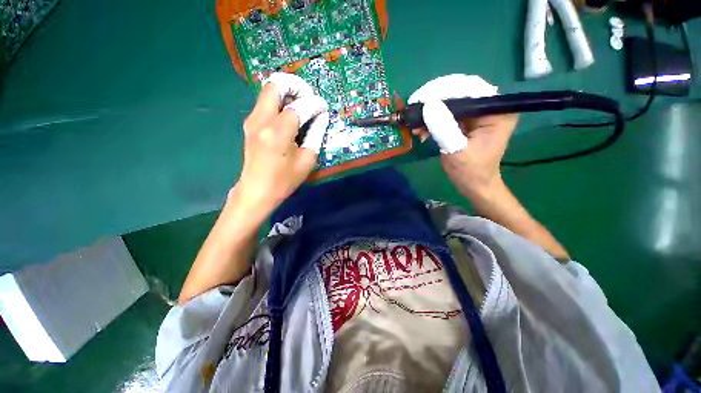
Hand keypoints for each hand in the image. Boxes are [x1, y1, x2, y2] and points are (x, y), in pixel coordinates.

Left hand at [232, 72, 328, 217]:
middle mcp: (261, 120)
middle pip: (275, 85)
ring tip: (302, 106)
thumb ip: (315, 134)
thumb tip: (321, 116)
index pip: (299, 106)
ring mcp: (252, 120)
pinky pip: (265, 103)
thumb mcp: (307, 160)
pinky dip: (279, 102)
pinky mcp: (250, 124)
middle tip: (309, 97)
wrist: (256, 191)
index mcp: (278, 132)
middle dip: (295, 86)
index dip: (315, 104)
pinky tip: (290, 115)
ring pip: (268, 91)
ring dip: (287, 92)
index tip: (324, 108)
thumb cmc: (284, 180)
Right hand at [408, 74, 518, 199]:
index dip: (442, 89)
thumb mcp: (456, 150)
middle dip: (433, 101)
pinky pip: (447, 113)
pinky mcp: (468, 121)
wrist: (475, 185)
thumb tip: (428, 104)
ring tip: (416, 127)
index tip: (419, 99)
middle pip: (459, 92)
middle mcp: (490, 106)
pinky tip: (422, 132)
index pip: (469, 88)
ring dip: (430, 112)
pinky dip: (432, 121)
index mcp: (497, 111)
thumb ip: (443, 127)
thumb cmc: (470, 172)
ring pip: (451, 102)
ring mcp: (478, 113)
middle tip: (414, 111)